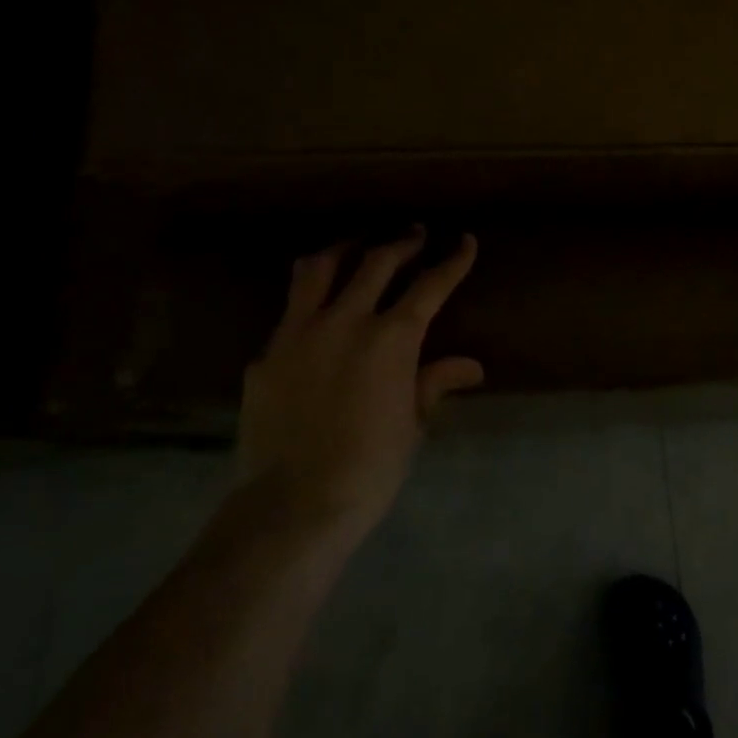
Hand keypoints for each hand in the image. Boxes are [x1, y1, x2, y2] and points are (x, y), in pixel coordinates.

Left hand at [237, 228, 482, 545]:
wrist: (293, 504)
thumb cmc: (370, 467)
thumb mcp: (411, 424)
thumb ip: (434, 383)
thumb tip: (471, 367)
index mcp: (391, 339)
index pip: (429, 286)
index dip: (452, 261)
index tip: (465, 241)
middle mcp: (345, 321)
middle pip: (376, 263)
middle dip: (402, 243)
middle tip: (415, 233)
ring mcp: (298, 333)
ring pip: (319, 270)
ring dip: (343, 251)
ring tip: (355, 247)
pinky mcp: (266, 355)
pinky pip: (289, 314)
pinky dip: (310, 304)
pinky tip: (315, 318)